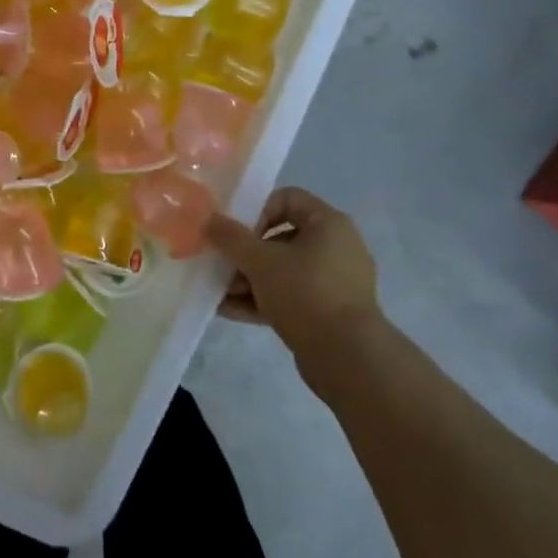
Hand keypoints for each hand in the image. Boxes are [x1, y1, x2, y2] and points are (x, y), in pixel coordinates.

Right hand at [208, 188, 385, 380]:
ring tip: (220, 293)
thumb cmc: (305, 293)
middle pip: (281, 237)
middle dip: (246, 253)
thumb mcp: (260, 261)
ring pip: (283, 271)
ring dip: (249, 280)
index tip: (238, 234)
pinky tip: (229, 311)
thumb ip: (231, 238)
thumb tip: (209, 219)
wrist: (348, 358)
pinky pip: (290, 297)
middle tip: (223, 266)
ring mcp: (334, 283)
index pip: (287, 198)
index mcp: (328, 224)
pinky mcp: (329, 313)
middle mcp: (336, 247)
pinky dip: (262, 301)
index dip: (257, 210)